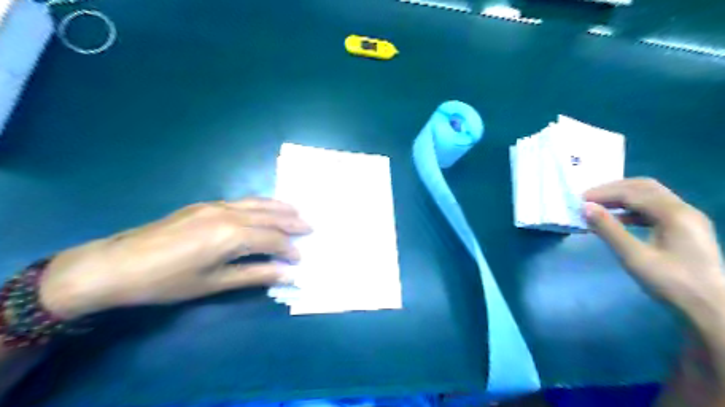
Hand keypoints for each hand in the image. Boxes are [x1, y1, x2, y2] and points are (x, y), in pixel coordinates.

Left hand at [38, 198, 311, 318]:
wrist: (116, 265)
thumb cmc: (167, 281)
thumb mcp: (214, 283)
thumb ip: (255, 275)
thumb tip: (287, 274)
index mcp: (232, 235)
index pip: (273, 239)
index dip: (289, 249)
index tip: (300, 258)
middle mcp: (229, 214)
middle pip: (270, 215)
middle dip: (293, 221)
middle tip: (311, 227)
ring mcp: (216, 205)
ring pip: (257, 203)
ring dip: (280, 208)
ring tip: (297, 212)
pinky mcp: (204, 204)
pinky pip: (243, 201)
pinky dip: (261, 204)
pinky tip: (265, 208)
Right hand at [586, 179, 721, 317]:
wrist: (711, 310)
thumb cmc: (671, 283)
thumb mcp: (634, 257)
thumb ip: (609, 229)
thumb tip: (585, 207)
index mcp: (675, 214)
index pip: (633, 192)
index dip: (604, 193)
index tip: (579, 200)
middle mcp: (684, 210)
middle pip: (644, 187)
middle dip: (613, 190)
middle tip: (588, 199)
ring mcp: (687, 220)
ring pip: (650, 197)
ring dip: (622, 198)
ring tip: (599, 208)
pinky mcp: (685, 230)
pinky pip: (655, 210)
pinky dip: (633, 210)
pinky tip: (619, 220)